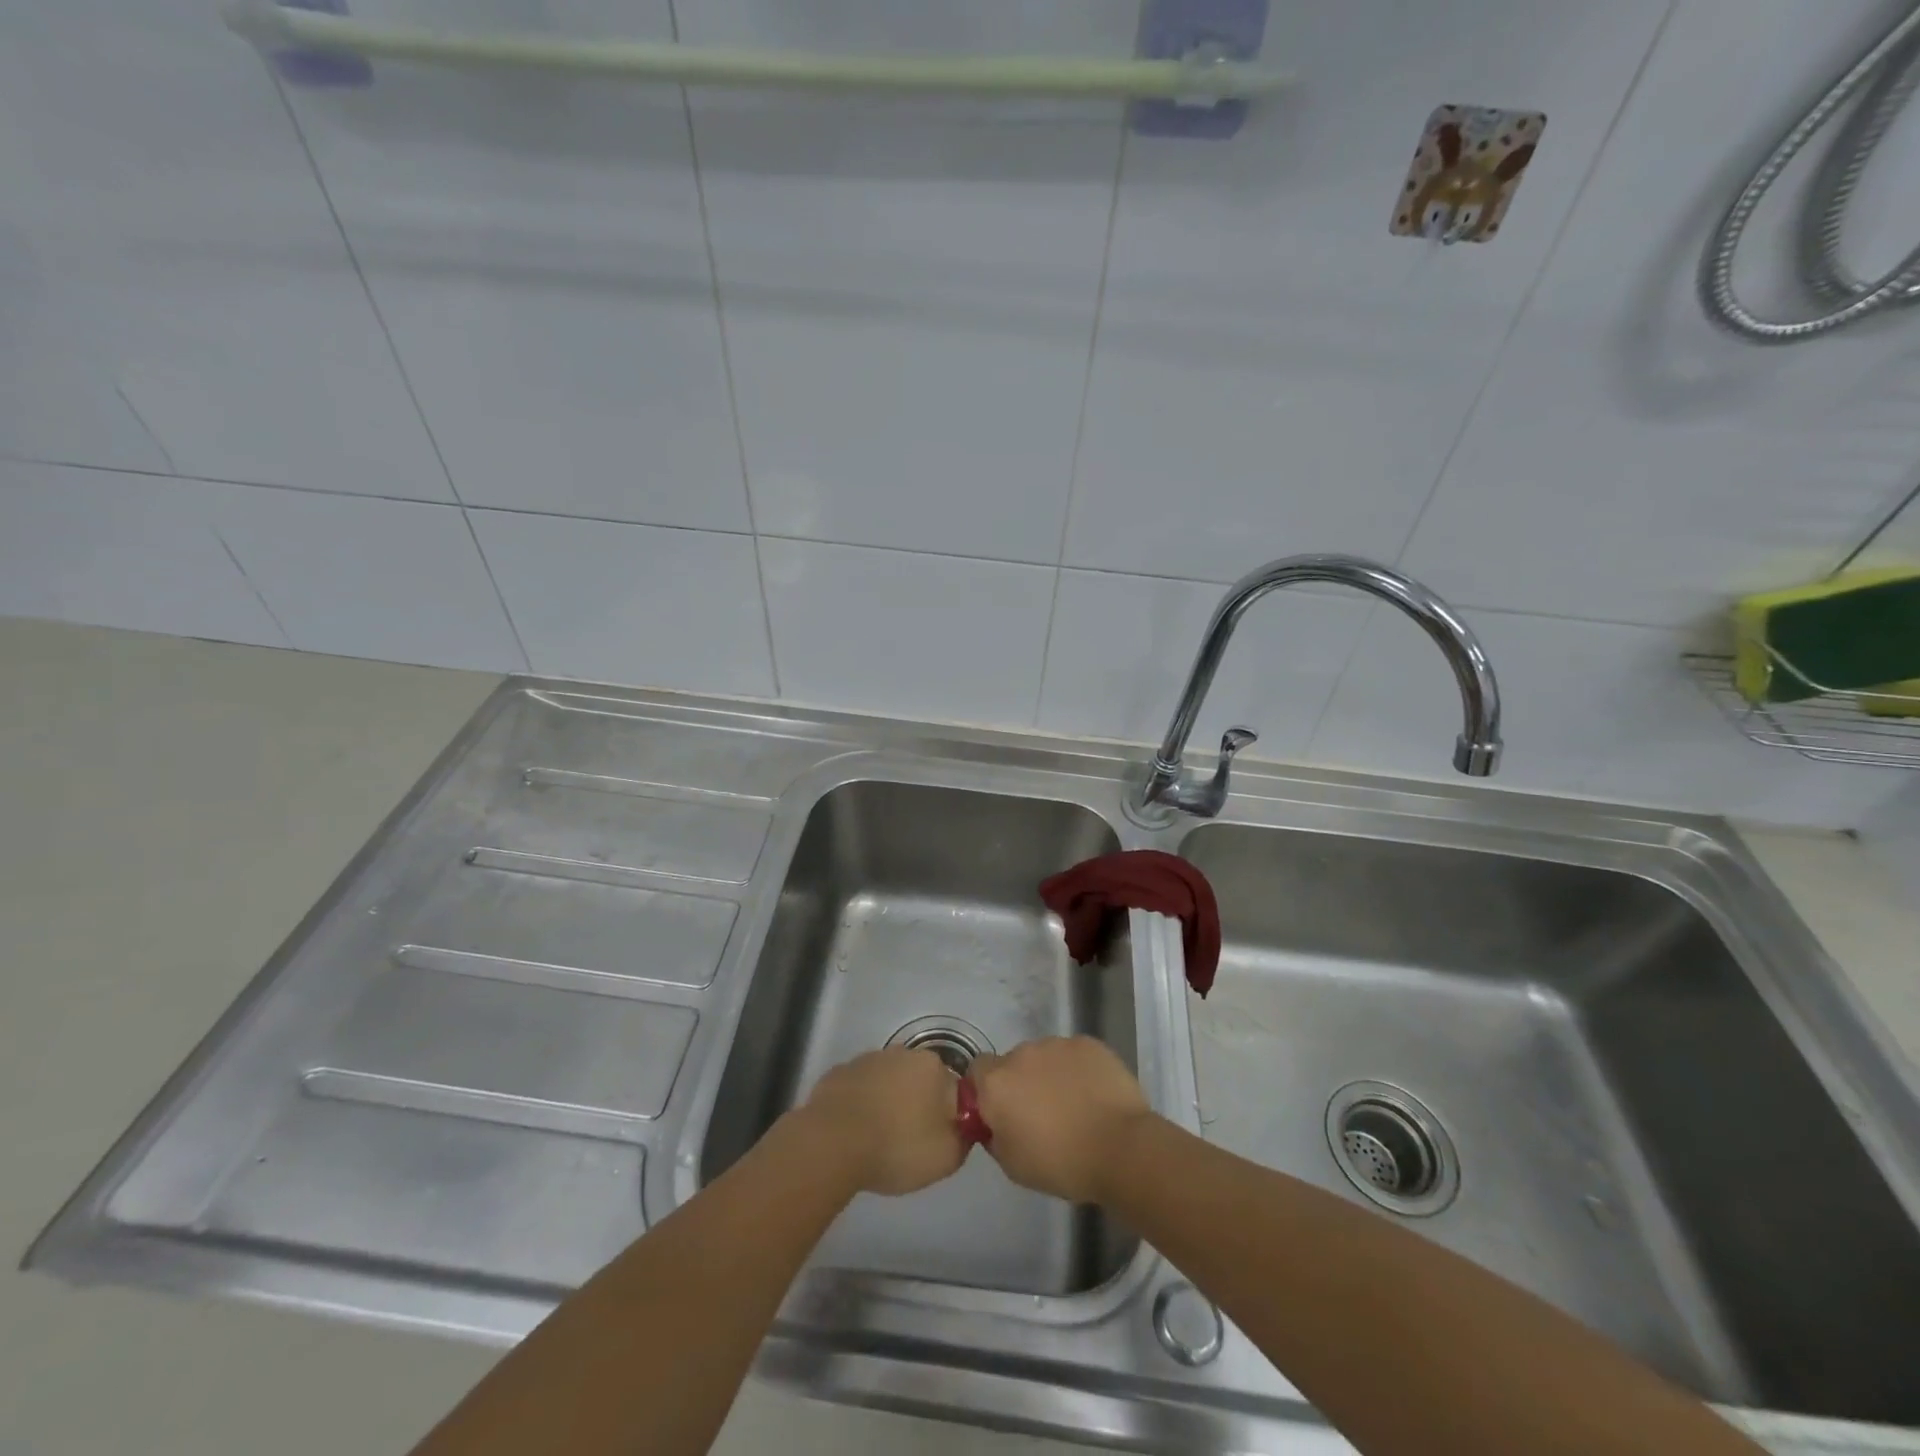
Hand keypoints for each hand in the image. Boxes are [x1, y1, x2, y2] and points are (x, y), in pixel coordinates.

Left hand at [796, 1047, 967, 1195]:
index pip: (951, 1088)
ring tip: (878, 1138)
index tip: (937, 1139)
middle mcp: (901, 1053)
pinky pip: (858, 1089)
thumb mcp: (947, 1156)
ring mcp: (867, 1060)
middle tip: (909, 1140)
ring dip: (887, 1102)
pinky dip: (859, 1105)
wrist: (832, 1143)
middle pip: (918, 1080)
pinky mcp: (839, 1073)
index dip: (947, 1114)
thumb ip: (964, 1137)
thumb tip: (963, 1126)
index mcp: (932, 1066)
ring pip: (887, 1082)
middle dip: (917, 1104)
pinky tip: (854, 1131)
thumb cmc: (897, 1146)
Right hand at [969, 1036, 1152, 1203]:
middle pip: (1013, 1063)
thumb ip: (994, 1135)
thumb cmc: (1061, 1163)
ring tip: (1074, 1105)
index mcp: (997, 1083)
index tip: (1003, 1112)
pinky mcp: (1088, 1043)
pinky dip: (1078, 1070)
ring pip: (1044, 1056)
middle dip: (1022, 1083)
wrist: (1121, 1148)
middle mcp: (1022, 1054)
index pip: (977, 1071)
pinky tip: (1094, 1095)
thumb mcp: (1013, 1165)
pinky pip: (1073, 1054)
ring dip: (1050, 1074)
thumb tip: (996, 1122)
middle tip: (1042, 1114)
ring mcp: (1057, 1044)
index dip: (987, 1090)